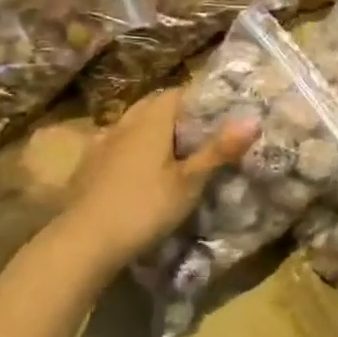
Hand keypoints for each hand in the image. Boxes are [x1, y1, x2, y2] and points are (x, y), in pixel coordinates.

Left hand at [55, 88, 256, 271]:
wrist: (84, 242)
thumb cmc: (145, 207)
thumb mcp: (190, 182)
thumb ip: (219, 150)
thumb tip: (253, 119)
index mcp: (152, 122)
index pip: (177, 93)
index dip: (198, 98)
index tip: (218, 111)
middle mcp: (125, 124)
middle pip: (152, 105)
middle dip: (174, 112)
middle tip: (198, 131)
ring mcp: (101, 144)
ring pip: (130, 124)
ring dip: (149, 128)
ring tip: (170, 148)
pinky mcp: (87, 167)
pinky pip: (113, 144)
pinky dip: (129, 148)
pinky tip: (136, 168)